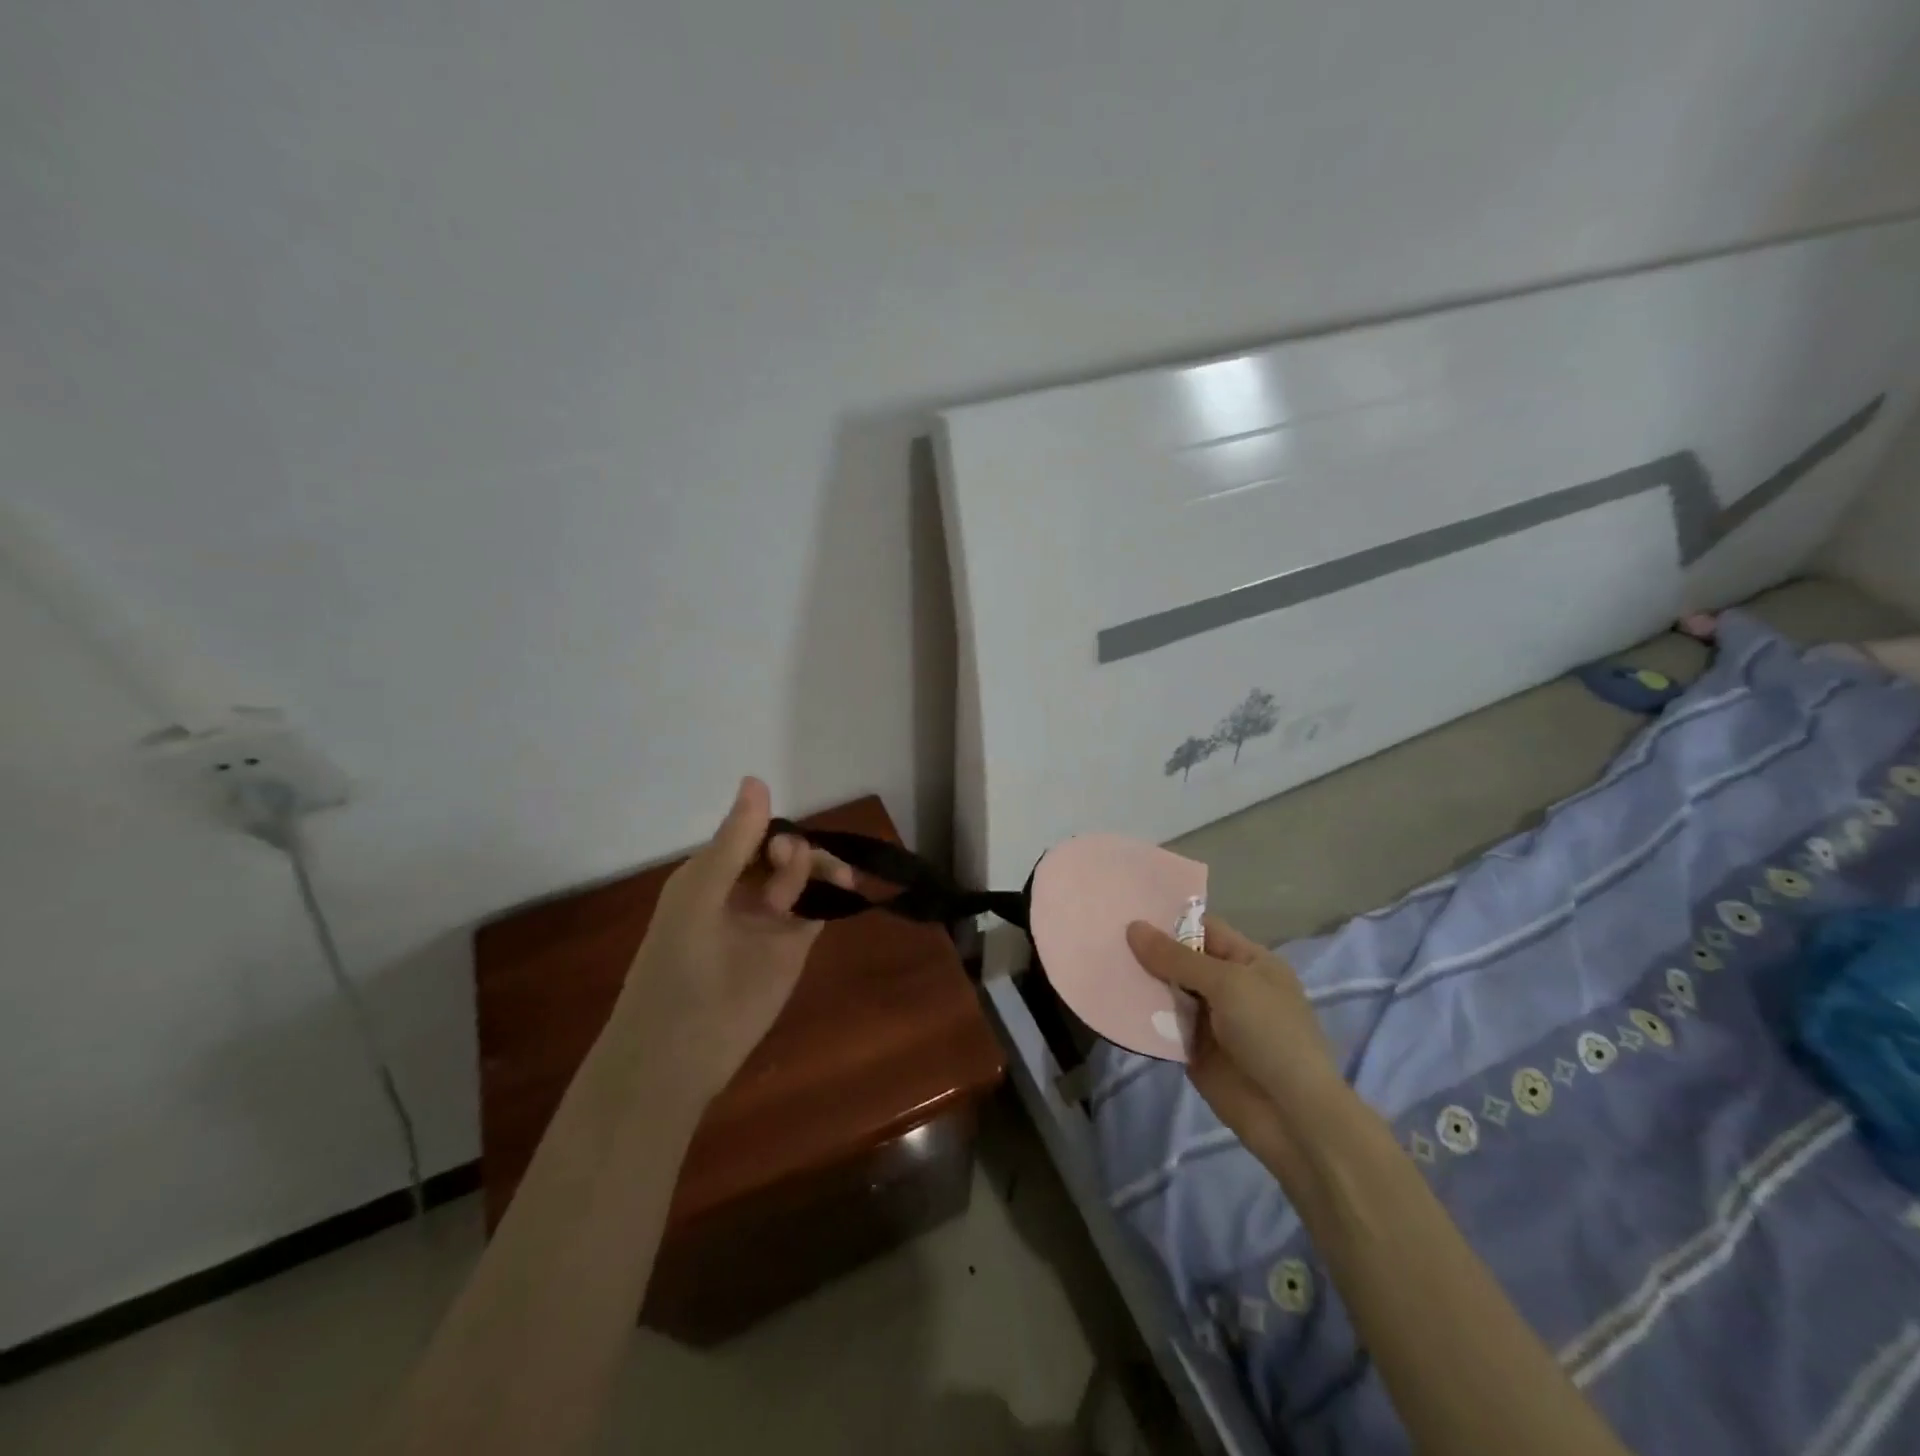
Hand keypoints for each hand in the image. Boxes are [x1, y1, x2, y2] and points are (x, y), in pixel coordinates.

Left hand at [614, 777, 852, 1104]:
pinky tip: (844, 888)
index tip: (781, 848)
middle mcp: (741, 890)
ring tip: (829, 881)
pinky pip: (817, 908)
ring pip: (803, 875)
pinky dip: (831, 893)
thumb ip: (734, 841)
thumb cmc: (677, 965)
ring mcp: (769, 920)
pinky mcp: (792, 947)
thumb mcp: (699, 894)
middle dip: (795, 853)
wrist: (679, 1049)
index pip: (751, 833)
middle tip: (788, 874)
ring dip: (814, 869)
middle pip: (782, 851)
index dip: (772, 831)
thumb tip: (757, 779)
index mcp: (711, 873)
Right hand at [1125, 916, 1344, 1172]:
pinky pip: (1162, 1026)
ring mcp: (1211, 1020)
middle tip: (1101, 935)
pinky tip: (1110, 1002)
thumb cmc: (1269, 1034)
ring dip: (1140, 983)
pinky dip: (1141, 1016)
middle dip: (1147, 951)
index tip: (1125, 909)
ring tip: (1098, 963)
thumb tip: (1132, 927)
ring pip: (1168, 992)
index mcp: (1249, 961)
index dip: (1167, 920)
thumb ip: (1177, 958)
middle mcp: (1229, 986)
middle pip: (1181, 960)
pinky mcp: (1194, 1051)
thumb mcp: (1226, 984)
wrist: (1291, 1115)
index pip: (1203, 929)